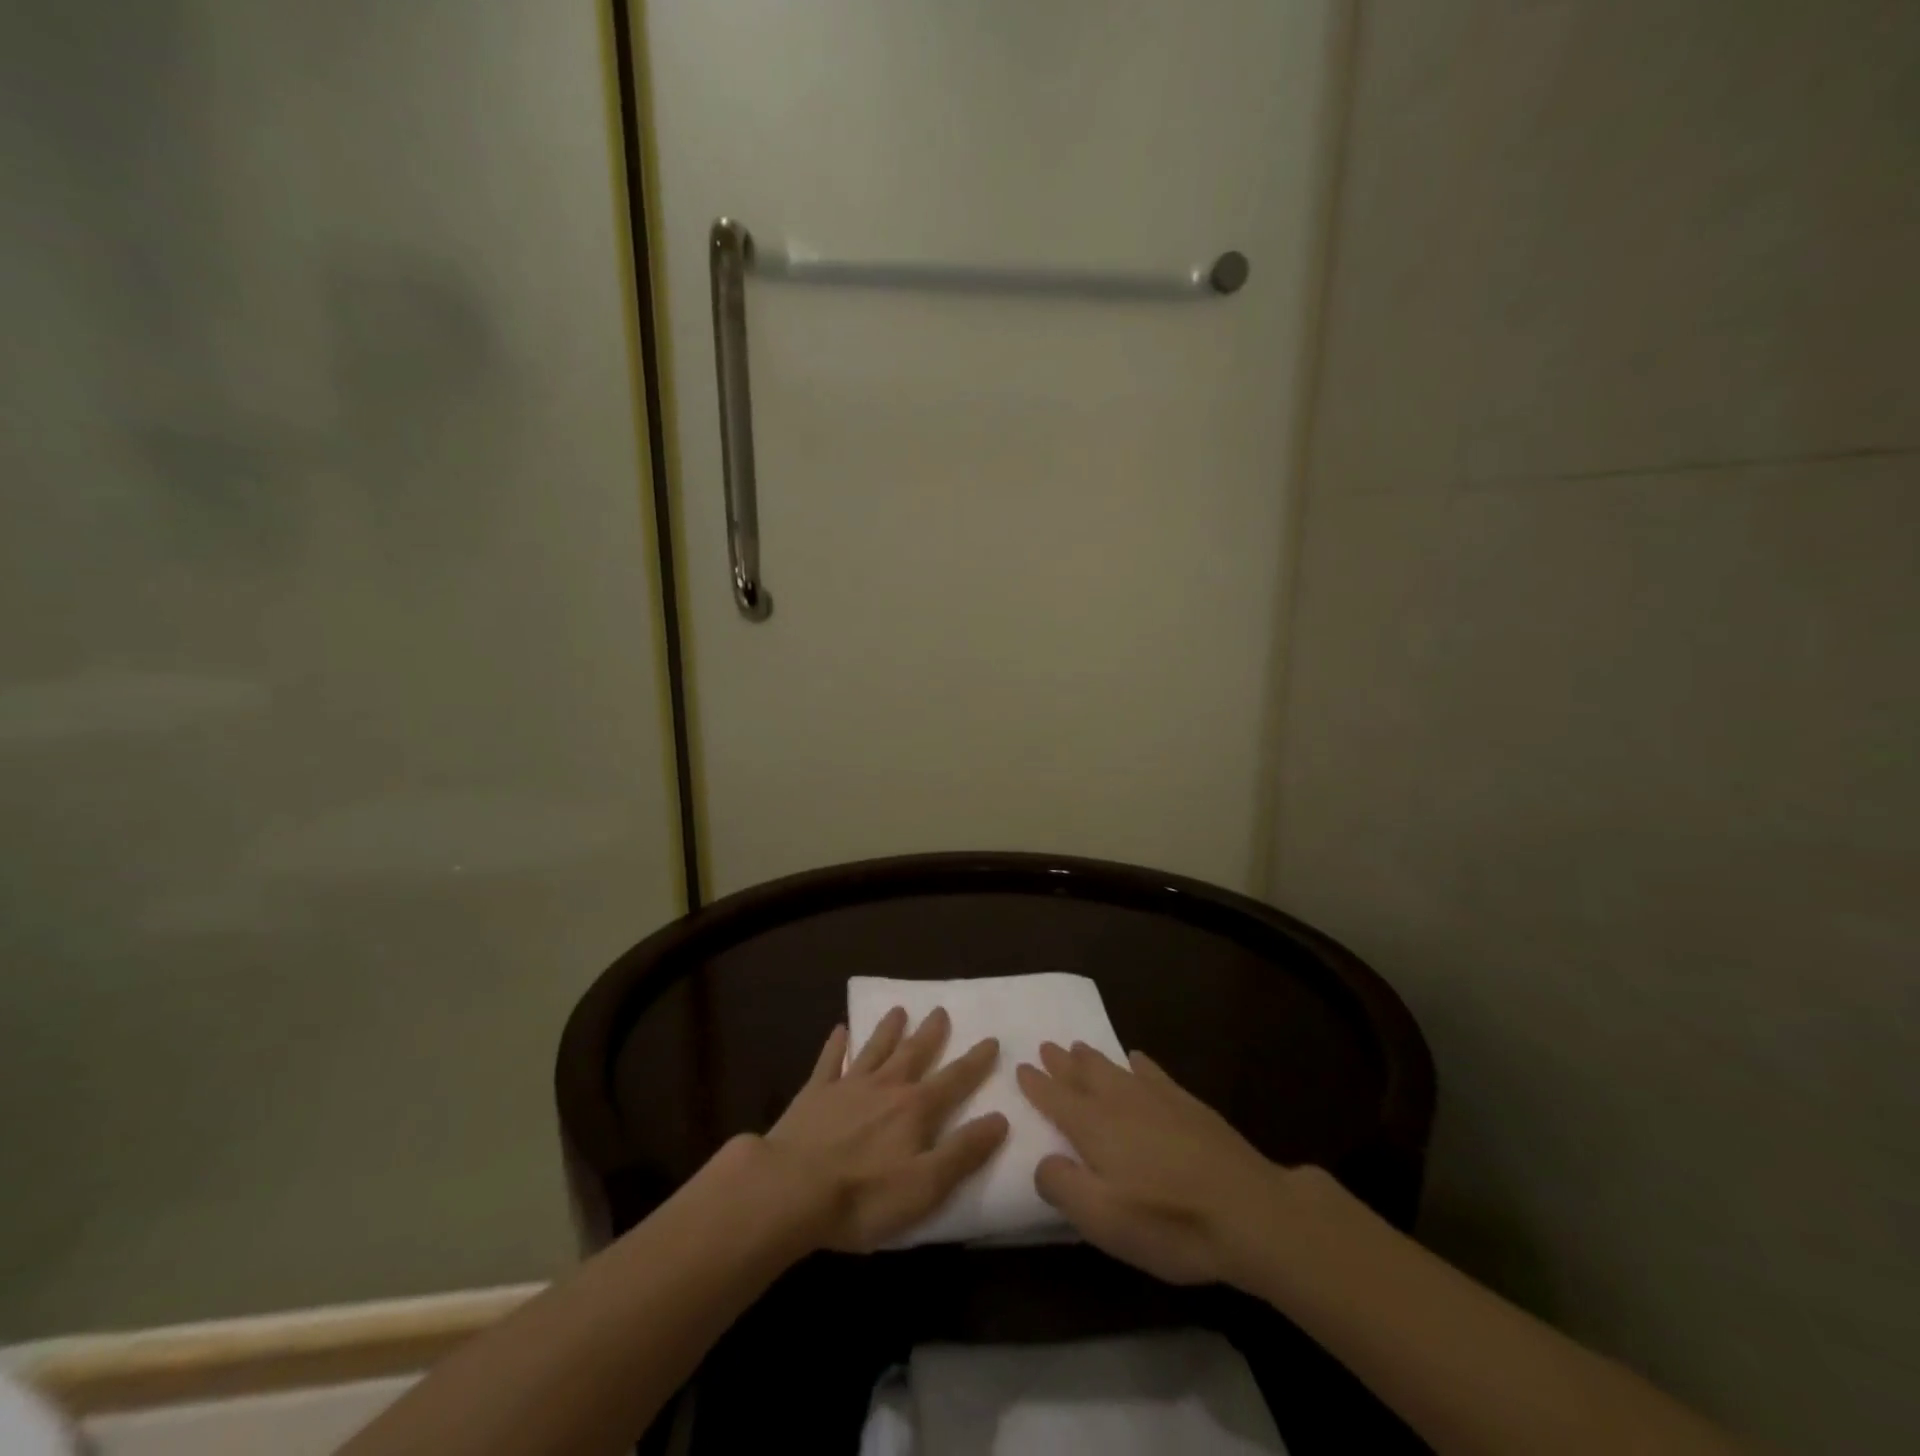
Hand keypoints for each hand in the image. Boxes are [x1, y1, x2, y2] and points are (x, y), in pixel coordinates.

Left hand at [760, 1006, 1008, 1253]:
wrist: (790, 1189)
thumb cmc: (863, 1196)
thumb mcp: (925, 1185)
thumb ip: (963, 1151)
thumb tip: (1000, 1118)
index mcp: (915, 1109)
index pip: (954, 1079)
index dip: (975, 1062)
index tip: (991, 1039)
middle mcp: (886, 1086)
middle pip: (914, 1053)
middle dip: (930, 1033)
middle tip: (940, 1011)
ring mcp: (847, 1086)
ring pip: (874, 1049)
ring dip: (888, 1030)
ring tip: (898, 1010)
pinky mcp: (814, 1094)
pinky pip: (829, 1061)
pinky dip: (836, 1044)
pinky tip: (840, 1029)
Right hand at [1016, 1041, 1294, 1285]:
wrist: (1249, 1212)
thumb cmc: (1169, 1222)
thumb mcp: (1103, 1220)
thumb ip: (1063, 1186)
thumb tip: (1044, 1161)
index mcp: (1094, 1128)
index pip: (1056, 1099)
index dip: (1037, 1085)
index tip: (1021, 1067)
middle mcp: (1120, 1103)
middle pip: (1084, 1075)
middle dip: (1062, 1063)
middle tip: (1047, 1046)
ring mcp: (1157, 1099)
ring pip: (1115, 1069)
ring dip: (1093, 1058)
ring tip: (1079, 1046)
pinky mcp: (1189, 1106)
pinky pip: (1153, 1072)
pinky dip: (1138, 1063)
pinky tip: (1137, 1059)